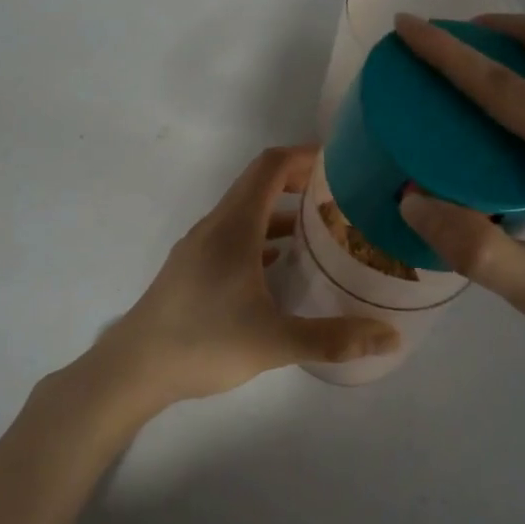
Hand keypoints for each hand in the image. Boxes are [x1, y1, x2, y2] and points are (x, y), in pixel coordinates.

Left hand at [86, 146, 398, 412]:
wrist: (133, 368)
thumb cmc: (202, 342)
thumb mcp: (274, 342)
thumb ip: (333, 338)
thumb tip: (391, 337)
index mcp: (234, 226)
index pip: (270, 166)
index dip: (305, 155)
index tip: (342, 162)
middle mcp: (216, 225)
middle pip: (259, 183)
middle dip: (300, 180)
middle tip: (343, 195)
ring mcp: (201, 246)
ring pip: (247, 211)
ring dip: (282, 210)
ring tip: (323, 229)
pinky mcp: (194, 267)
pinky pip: (235, 235)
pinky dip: (264, 236)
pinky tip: (284, 266)